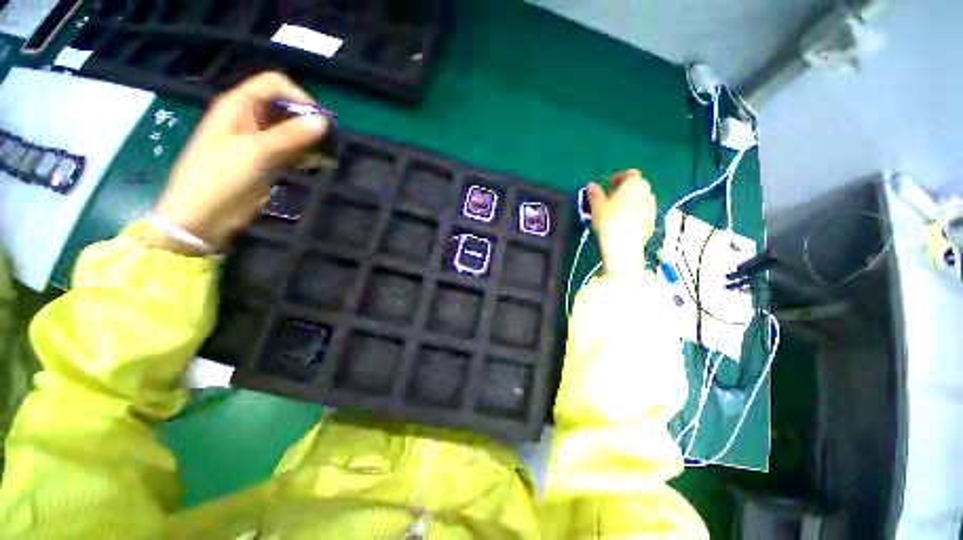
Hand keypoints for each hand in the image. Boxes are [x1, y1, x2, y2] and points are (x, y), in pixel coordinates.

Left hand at [150, 72, 327, 252]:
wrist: (203, 215)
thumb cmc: (220, 177)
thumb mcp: (256, 152)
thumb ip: (290, 136)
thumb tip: (323, 122)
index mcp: (238, 106)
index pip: (273, 85)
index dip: (297, 96)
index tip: (318, 120)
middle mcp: (249, 119)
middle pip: (284, 107)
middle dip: (307, 120)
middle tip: (328, 139)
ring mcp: (258, 141)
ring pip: (290, 130)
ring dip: (309, 139)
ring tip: (328, 153)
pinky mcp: (265, 161)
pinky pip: (290, 151)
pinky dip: (305, 154)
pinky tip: (318, 163)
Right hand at [588, 169, 656, 276]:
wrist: (624, 245)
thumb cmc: (609, 221)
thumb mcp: (597, 206)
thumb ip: (595, 193)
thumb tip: (592, 185)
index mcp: (634, 184)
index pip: (630, 173)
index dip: (619, 177)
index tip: (608, 184)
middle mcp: (647, 193)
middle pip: (638, 185)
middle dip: (626, 188)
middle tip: (611, 197)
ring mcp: (652, 208)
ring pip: (642, 199)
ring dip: (631, 200)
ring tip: (617, 210)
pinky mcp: (652, 222)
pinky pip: (643, 212)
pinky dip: (635, 213)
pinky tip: (624, 222)